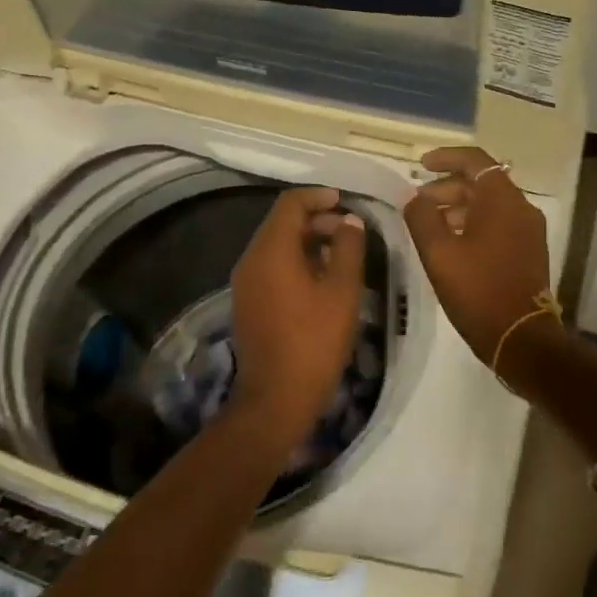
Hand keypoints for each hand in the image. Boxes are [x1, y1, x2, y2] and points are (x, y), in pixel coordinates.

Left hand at [229, 186, 367, 440]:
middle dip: (317, 220)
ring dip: (308, 242)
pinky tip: (323, 281)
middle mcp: (251, 259)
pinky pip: (272, 267)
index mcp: (271, 250)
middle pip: (282, 223)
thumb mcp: (342, 291)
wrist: (275, 399)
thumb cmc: (314, 341)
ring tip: (343, 256)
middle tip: (350, 232)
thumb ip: (349, 248)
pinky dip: (296, 262)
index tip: (345, 201)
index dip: (318, 196)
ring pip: (277, 246)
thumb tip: (349, 220)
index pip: (290, 204)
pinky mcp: (248, 303)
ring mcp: (245, 283)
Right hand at [402, 147, 559, 368]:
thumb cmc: (478, 290)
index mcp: (502, 200)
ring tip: (429, 225)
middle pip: (482, 183)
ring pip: (489, 205)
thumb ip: (422, 218)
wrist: (521, 338)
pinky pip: (498, 224)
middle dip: (446, 187)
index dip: (446, 157)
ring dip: (458, 207)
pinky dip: (473, 224)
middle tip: (417, 202)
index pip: (475, 161)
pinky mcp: (529, 251)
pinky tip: (451, 244)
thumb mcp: (439, 253)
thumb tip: (413, 197)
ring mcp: (529, 231)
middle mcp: (521, 208)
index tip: (420, 165)